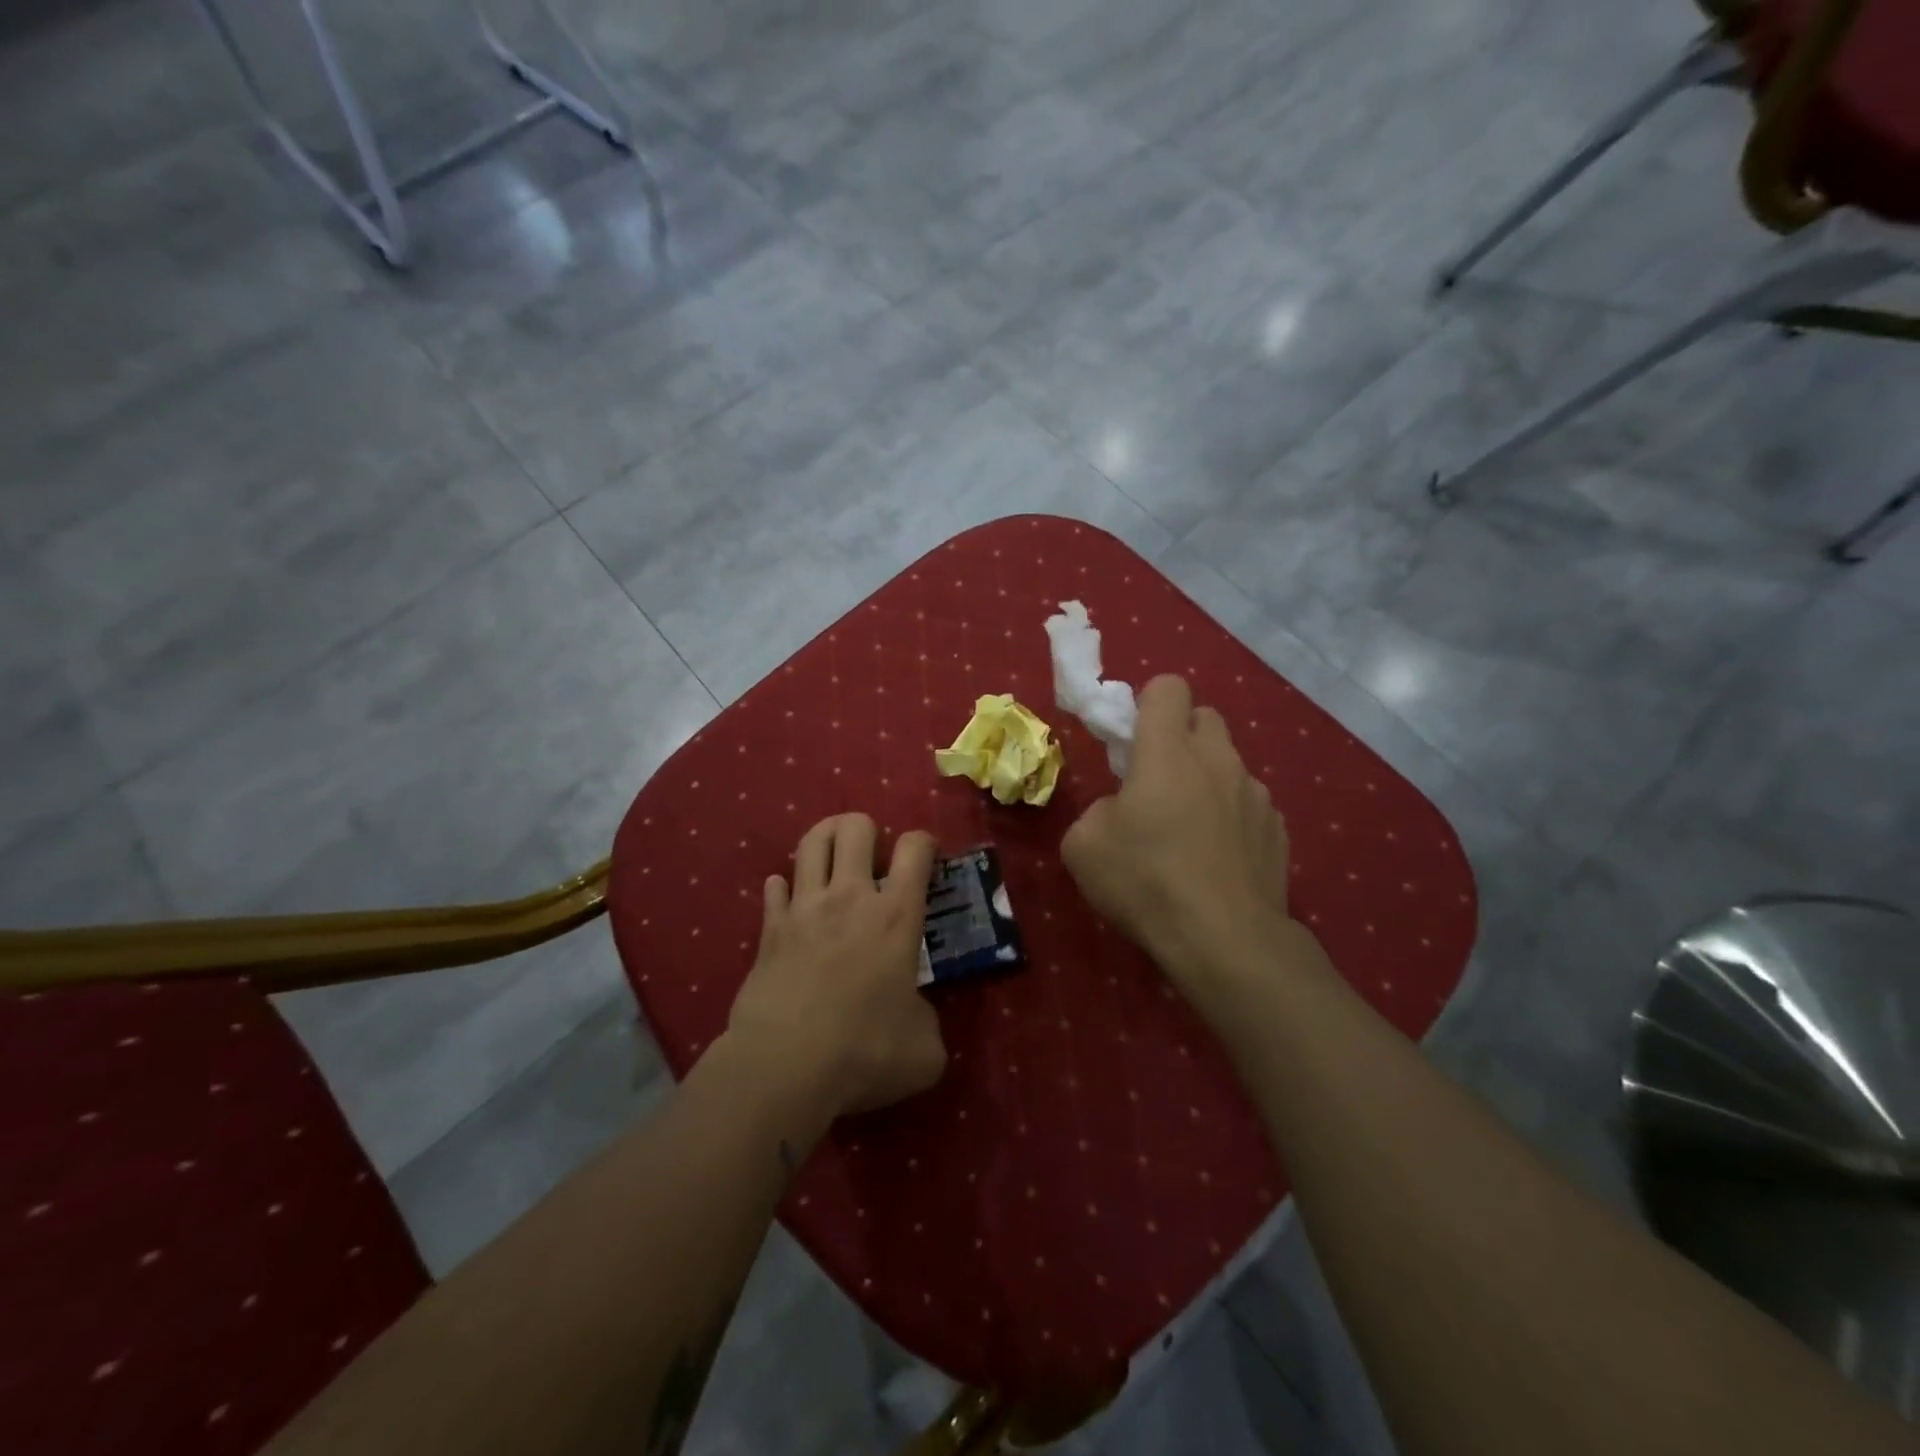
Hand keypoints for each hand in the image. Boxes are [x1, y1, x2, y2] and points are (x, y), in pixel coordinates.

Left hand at [725, 813, 946, 1119]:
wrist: (785, 1065)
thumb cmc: (864, 1051)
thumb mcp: (924, 1050)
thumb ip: (927, 1021)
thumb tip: (916, 1017)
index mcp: (896, 915)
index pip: (915, 848)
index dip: (925, 842)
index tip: (928, 856)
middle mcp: (850, 897)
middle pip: (855, 827)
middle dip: (868, 829)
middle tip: (874, 857)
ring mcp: (805, 908)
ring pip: (811, 842)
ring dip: (826, 839)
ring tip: (835, 857)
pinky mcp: (770, 929)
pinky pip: (774, 888)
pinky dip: (785, 888)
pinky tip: (793, 901)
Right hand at [1062, 676, 1301, 1006]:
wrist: (1224, 941)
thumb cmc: (1145, 882)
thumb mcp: (1083, 846)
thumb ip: (1098, 810)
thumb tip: (1120, 811)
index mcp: (1167, 752)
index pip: (1168, 687)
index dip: (1148, 702)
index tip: (1132, 738)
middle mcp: (1218, 760)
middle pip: (1205, 717)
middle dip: (1180, 736)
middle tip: (1157, 780)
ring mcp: (1256, 795)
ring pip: (1229, 765)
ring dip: (1207, 780)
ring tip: (1189, 832)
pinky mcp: (1278, 830)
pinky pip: (1249, 806)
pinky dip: (1232, 819)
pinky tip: (1217, 862)